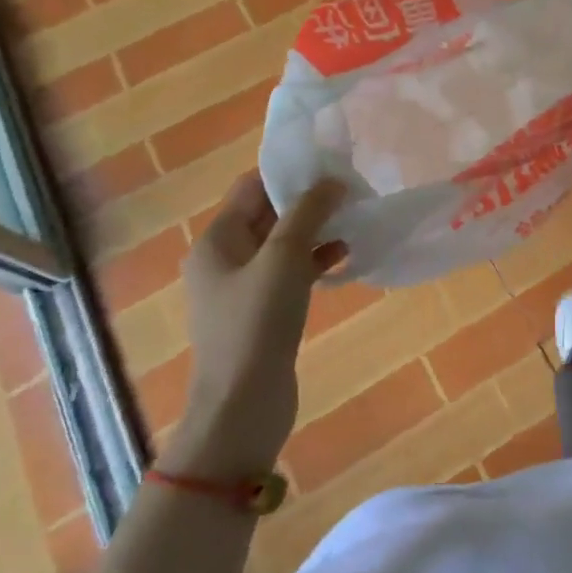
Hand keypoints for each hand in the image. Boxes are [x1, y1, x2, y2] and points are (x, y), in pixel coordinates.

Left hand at [162, 173, 345, 476]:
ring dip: (316, 233)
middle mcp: (224, 259)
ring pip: (282, 245)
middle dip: (308, 203)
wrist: (242, 406)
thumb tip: (331, 182)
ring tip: (355, 223)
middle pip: (268, 215)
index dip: (289, 174)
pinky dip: (314, 263)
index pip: (252, 188)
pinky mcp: (261, 313)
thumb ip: (307, 213)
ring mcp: (242, 289)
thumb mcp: (284, 258)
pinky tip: (345, 260)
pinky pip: (289, 274)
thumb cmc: (257, 323)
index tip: (331, 166)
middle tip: (351, 192)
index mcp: (217, 240)